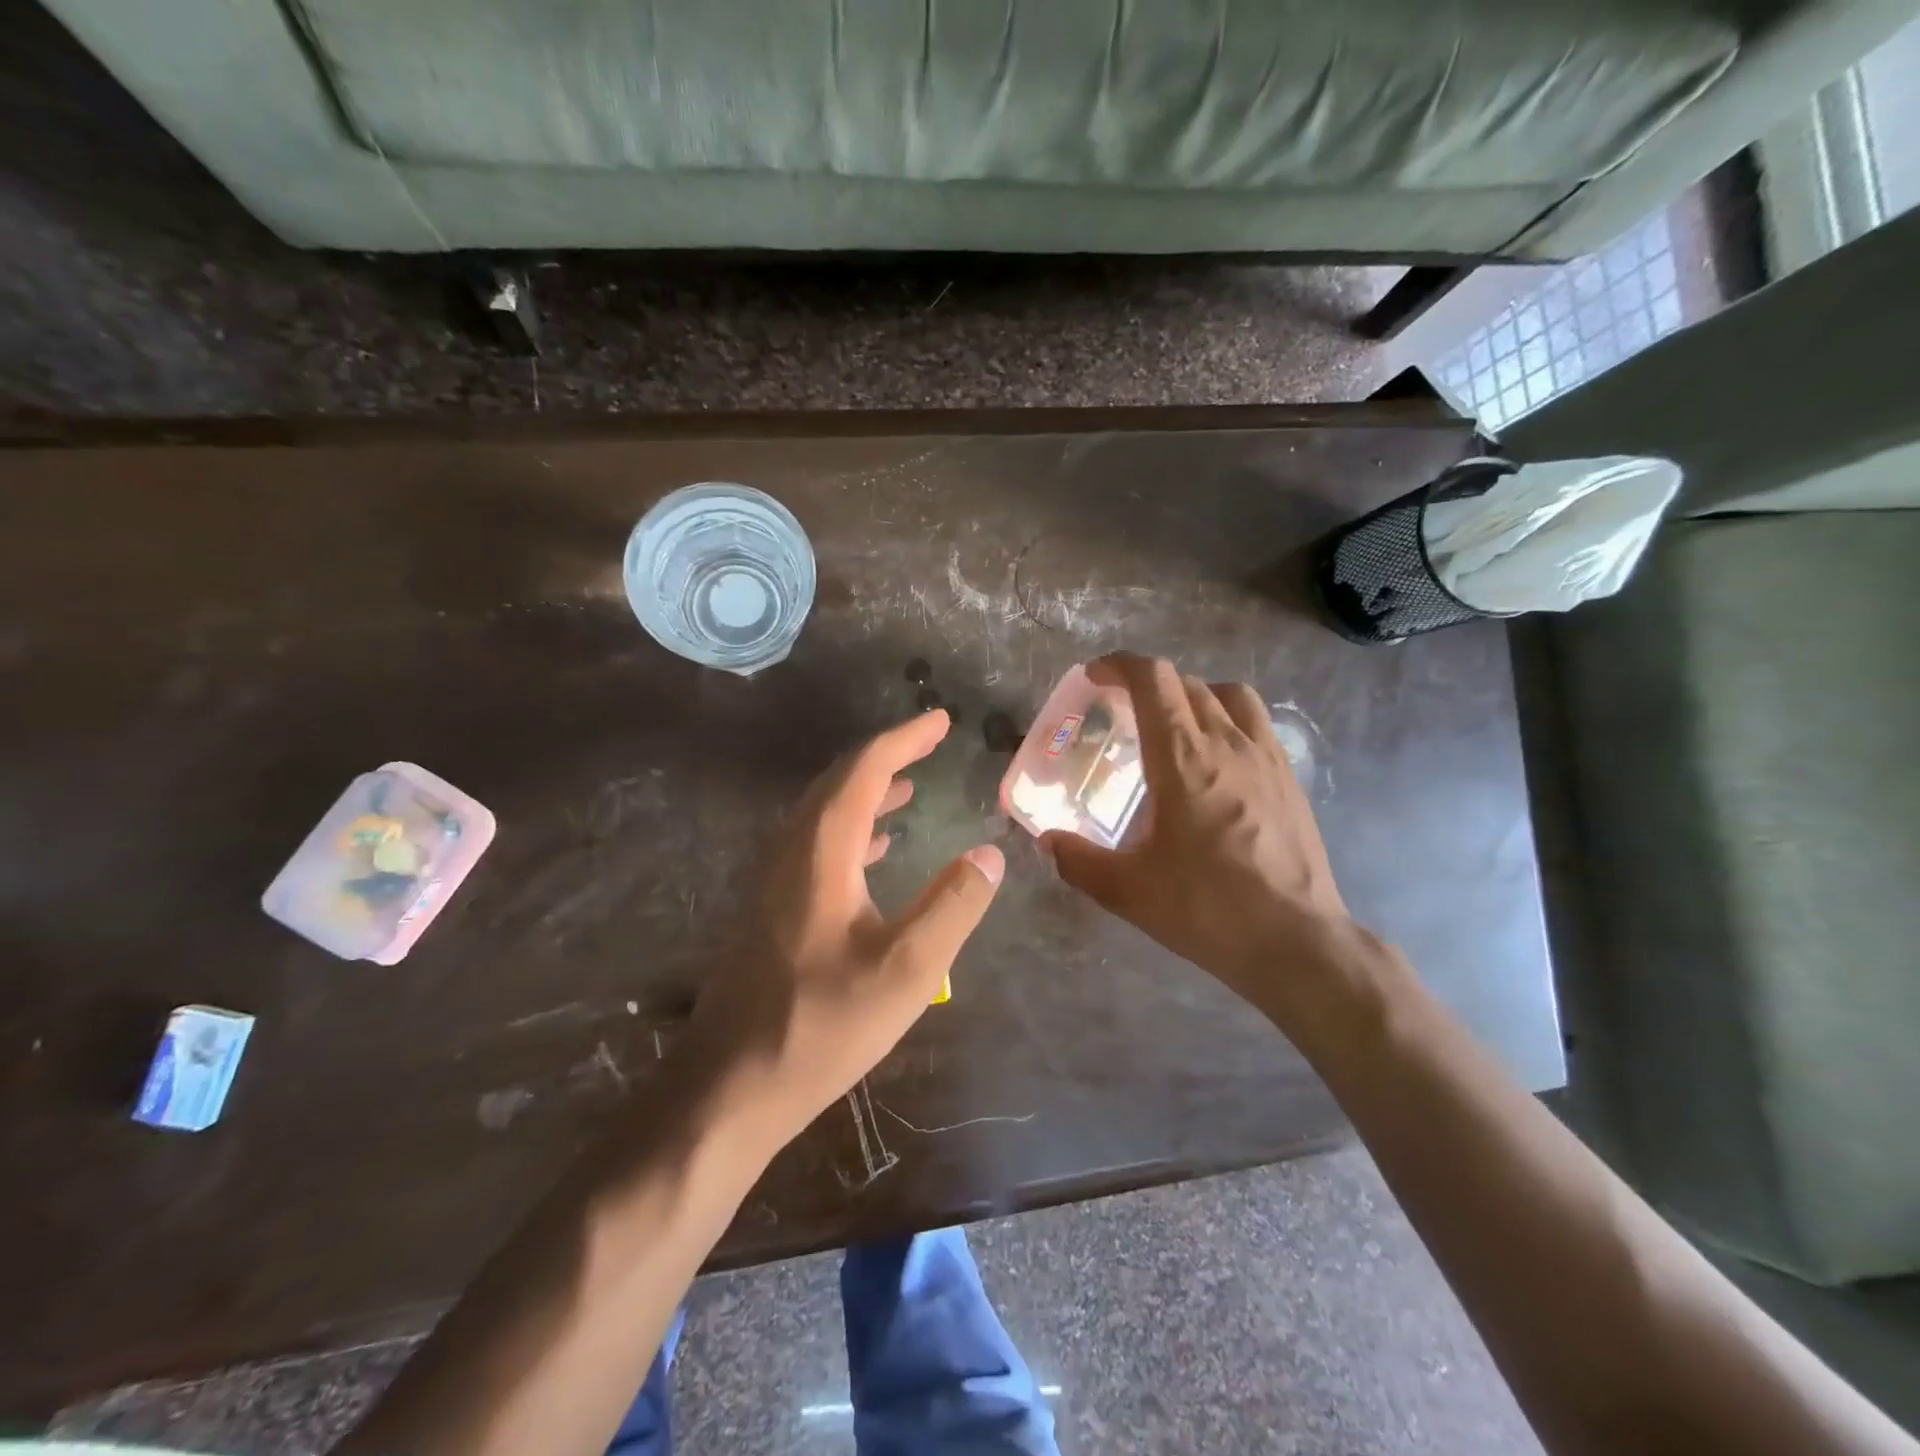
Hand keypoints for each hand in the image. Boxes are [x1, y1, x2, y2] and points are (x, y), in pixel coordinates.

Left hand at [693, 709, 1002, 1149]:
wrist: (730, 1085)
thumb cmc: (822, 1026)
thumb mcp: (907, 971)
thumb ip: (953, 906)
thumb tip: (989, 853)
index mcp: (821, 852)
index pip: (863, 770)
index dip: (904, 740)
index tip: (940, 721)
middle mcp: (790, 851)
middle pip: (837, 782)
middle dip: (886, 756)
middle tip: (929, 744)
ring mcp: (773, 879)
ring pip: (822, 812)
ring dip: (866, 791)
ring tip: (908, 787)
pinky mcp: (769, 907)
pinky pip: (814, 843)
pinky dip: (850, 828)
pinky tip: (873, 848)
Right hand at [1042, 653, 1369, 1027]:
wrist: (1296, 942)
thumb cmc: (1207, 908)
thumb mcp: (1127, 890)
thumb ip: (1078, 860)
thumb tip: (1048, 841)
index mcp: (1183, 757)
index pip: (1153, 679)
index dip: (1119, 665)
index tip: (1095, 677)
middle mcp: (1227, 743)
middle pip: (1186, 683)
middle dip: (1148, 684)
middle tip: (1122, 712)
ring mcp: (1266, 757)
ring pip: (1229, 694)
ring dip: (1194, 694)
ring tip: (1175, 725)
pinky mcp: (1289, 779)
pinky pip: (1256, 723)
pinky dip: (1228, 720)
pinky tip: (1218, 761)